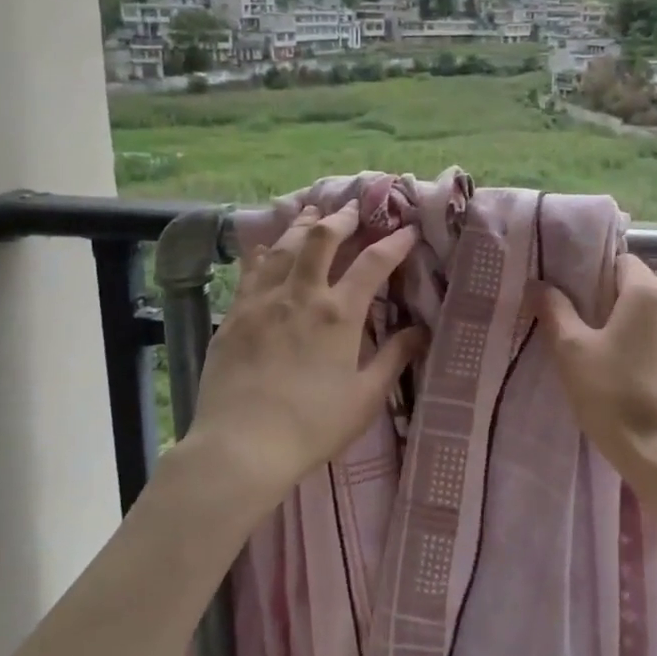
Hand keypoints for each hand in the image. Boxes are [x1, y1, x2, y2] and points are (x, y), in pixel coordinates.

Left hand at [184, 202, 426, 506]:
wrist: (241, 446)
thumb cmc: (312, 426)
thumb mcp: (365, 398)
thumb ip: (394, 358)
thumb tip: (421, 331)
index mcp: (339, 314)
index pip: (373, 263)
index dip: (394, 242)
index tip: (407, 230)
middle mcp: (301, 295)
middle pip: (322, 238)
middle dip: (342, 218)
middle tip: (354, 209)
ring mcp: (262, 301)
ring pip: (284, 246)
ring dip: (303, 225)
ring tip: (314, 212)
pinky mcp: (234, 314)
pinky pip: (251, 270)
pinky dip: (265, 252)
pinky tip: (269, 247)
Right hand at [535, 254, 656, 488]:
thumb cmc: (616, 398)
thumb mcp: (572, 353)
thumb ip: (555, 311)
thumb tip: (539, 283)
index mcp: (649, 293)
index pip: (621, 261)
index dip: (595, 275)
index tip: (575, 301)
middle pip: (641, 292)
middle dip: (614, 307)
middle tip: (585, 336)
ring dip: (639, 334)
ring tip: (614, 367)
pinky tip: (642, 390)